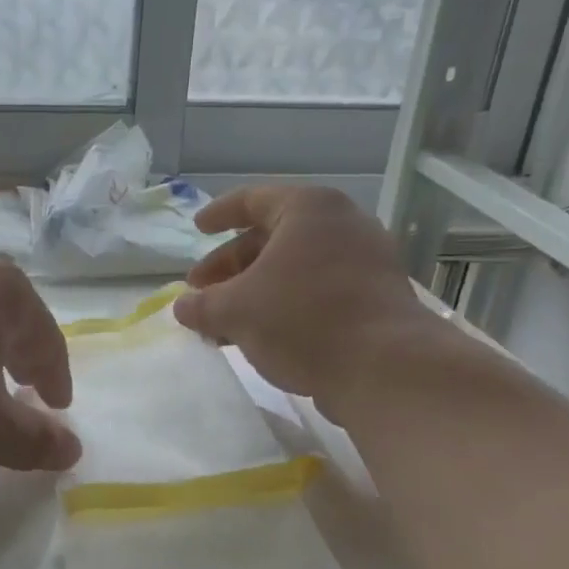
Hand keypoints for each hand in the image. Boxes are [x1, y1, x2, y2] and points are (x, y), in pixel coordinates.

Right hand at [173, 186, 435, 403]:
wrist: (385, 368)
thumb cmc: (303, 319)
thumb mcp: (235, 310)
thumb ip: (202, 305)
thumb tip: (183, 306)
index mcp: (308, 210)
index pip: (252, 200)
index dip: (219, 214)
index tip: (197, 228)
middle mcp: (342, 226)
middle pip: (272, 238)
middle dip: (231, 266)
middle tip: (202, 291)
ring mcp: (365, 262)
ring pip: (294, 269)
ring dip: (254, 292)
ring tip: (223, 322)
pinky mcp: (375, 298)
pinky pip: (317, 292)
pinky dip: (284, 306)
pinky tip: (261, 337)